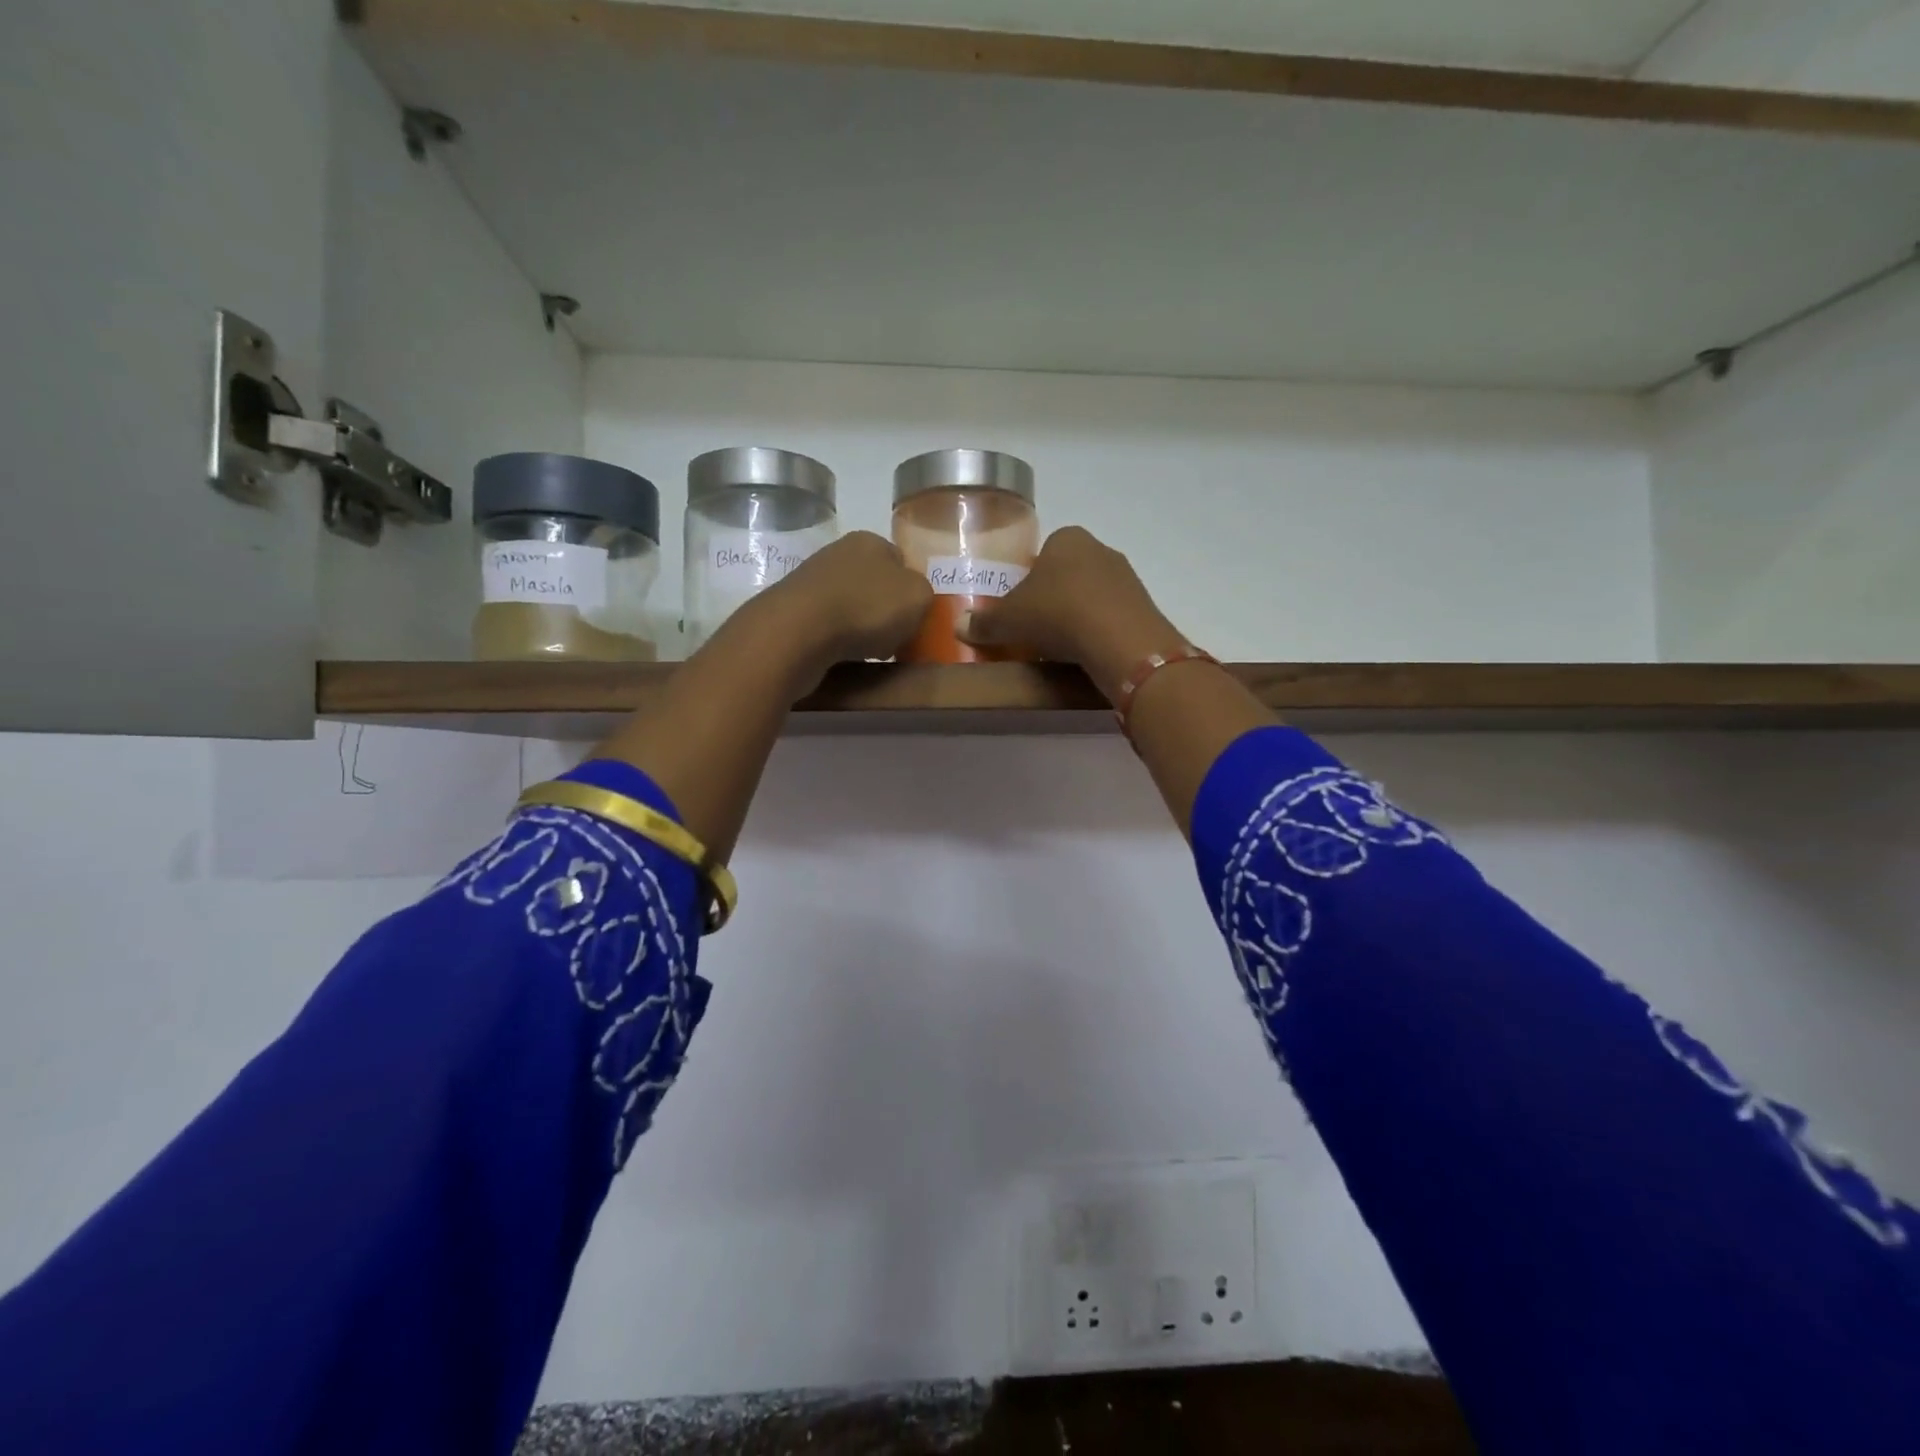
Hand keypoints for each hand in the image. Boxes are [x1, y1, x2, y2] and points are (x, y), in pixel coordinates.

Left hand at [747, 531, 932, 693]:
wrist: (800, 632)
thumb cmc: (867, 607)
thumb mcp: (919, 597)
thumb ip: (924, 593)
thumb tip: (912, 599)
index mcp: (870, 540)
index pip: (901, 561)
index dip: (911, 591)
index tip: (915, 618)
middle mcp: (838, 553)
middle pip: (875, 585)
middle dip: (886, 611)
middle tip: (895, 639)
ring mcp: (812, 580)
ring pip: (852, 606)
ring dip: (862, 628)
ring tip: (869, 651)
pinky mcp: (793, 610)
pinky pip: (829, 626)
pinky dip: (839, 640)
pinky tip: (843, 655)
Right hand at [959, 527, 1188, 700]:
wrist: (1119, 639)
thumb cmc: (1057, 613)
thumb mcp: (1010, 620)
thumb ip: (984, 621)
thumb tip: (958, 625)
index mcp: (1066, 538)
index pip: (1042, 555)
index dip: (1029, 581)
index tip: (1021, 609)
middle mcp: (1099, 548)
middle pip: (1068, 574)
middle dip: (1054, 598)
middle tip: (1037, 629)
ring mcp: (1126, 576)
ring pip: (1092, 595)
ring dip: (1078, 615)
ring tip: (1062, 646)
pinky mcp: (1143, 605)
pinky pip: (1111, 615)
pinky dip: (1098, 630)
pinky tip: (1087, 651)